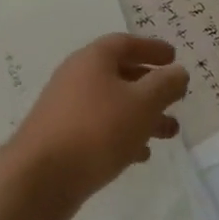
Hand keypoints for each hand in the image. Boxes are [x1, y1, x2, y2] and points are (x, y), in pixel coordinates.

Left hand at [7, 34, 188, 219]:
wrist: (41, 176)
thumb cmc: (97, 130)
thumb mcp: (141, 104)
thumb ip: (164, 85)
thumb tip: (178, 71)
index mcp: (93, 59)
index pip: (125, 43)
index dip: (151, 48)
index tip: (174, 57)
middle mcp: (77, 76)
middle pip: (119, 73)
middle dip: (150, 87)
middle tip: (176, 98)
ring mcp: (67, 107)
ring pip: (112, 104)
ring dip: (141, 115)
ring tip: (169, 133)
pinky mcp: (62, 136)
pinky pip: (99, 127)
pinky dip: (122, 134)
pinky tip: (140, 154)